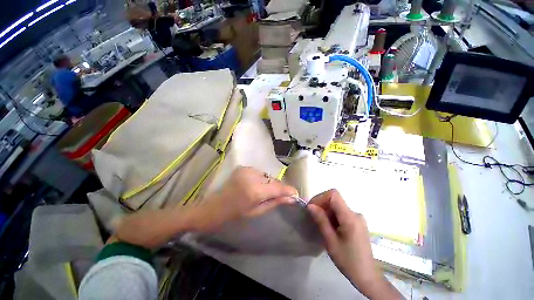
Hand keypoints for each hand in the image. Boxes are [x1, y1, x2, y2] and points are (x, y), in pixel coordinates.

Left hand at [190, 166, 297, 231]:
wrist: (212, 207)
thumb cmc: (234, 215)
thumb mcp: (256, 212)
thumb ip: (275, 202)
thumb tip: (291, 198)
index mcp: (255, 191)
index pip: (278, 187)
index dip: (288, 190)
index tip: (296, 194)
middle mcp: (252, 176)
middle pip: (273, 180)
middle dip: (278, 188)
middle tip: (279, 196)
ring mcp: (246, 170)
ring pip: (266, 176)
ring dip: (269, 183)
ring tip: (263, 192)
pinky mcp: (243, 168)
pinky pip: (259, 173)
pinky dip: (261, 179)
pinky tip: (254, 186)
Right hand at [308, 189, 402, 298]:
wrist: (367, 276)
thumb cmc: (348, 261)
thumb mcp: (331, 241)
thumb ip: (321, 220)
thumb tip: (310, 205)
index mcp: (350, 217)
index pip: (334, 194)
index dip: (320, 197)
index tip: (312, 208)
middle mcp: (355, 213)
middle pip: (335, 200)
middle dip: (322, 205)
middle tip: (314, 218)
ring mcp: (357, 218)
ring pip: (337, 206)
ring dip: (326, 212)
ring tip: (322, 226)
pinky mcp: (357, 222)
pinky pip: (341, 213)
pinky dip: (332, 216)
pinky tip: (330, 229)